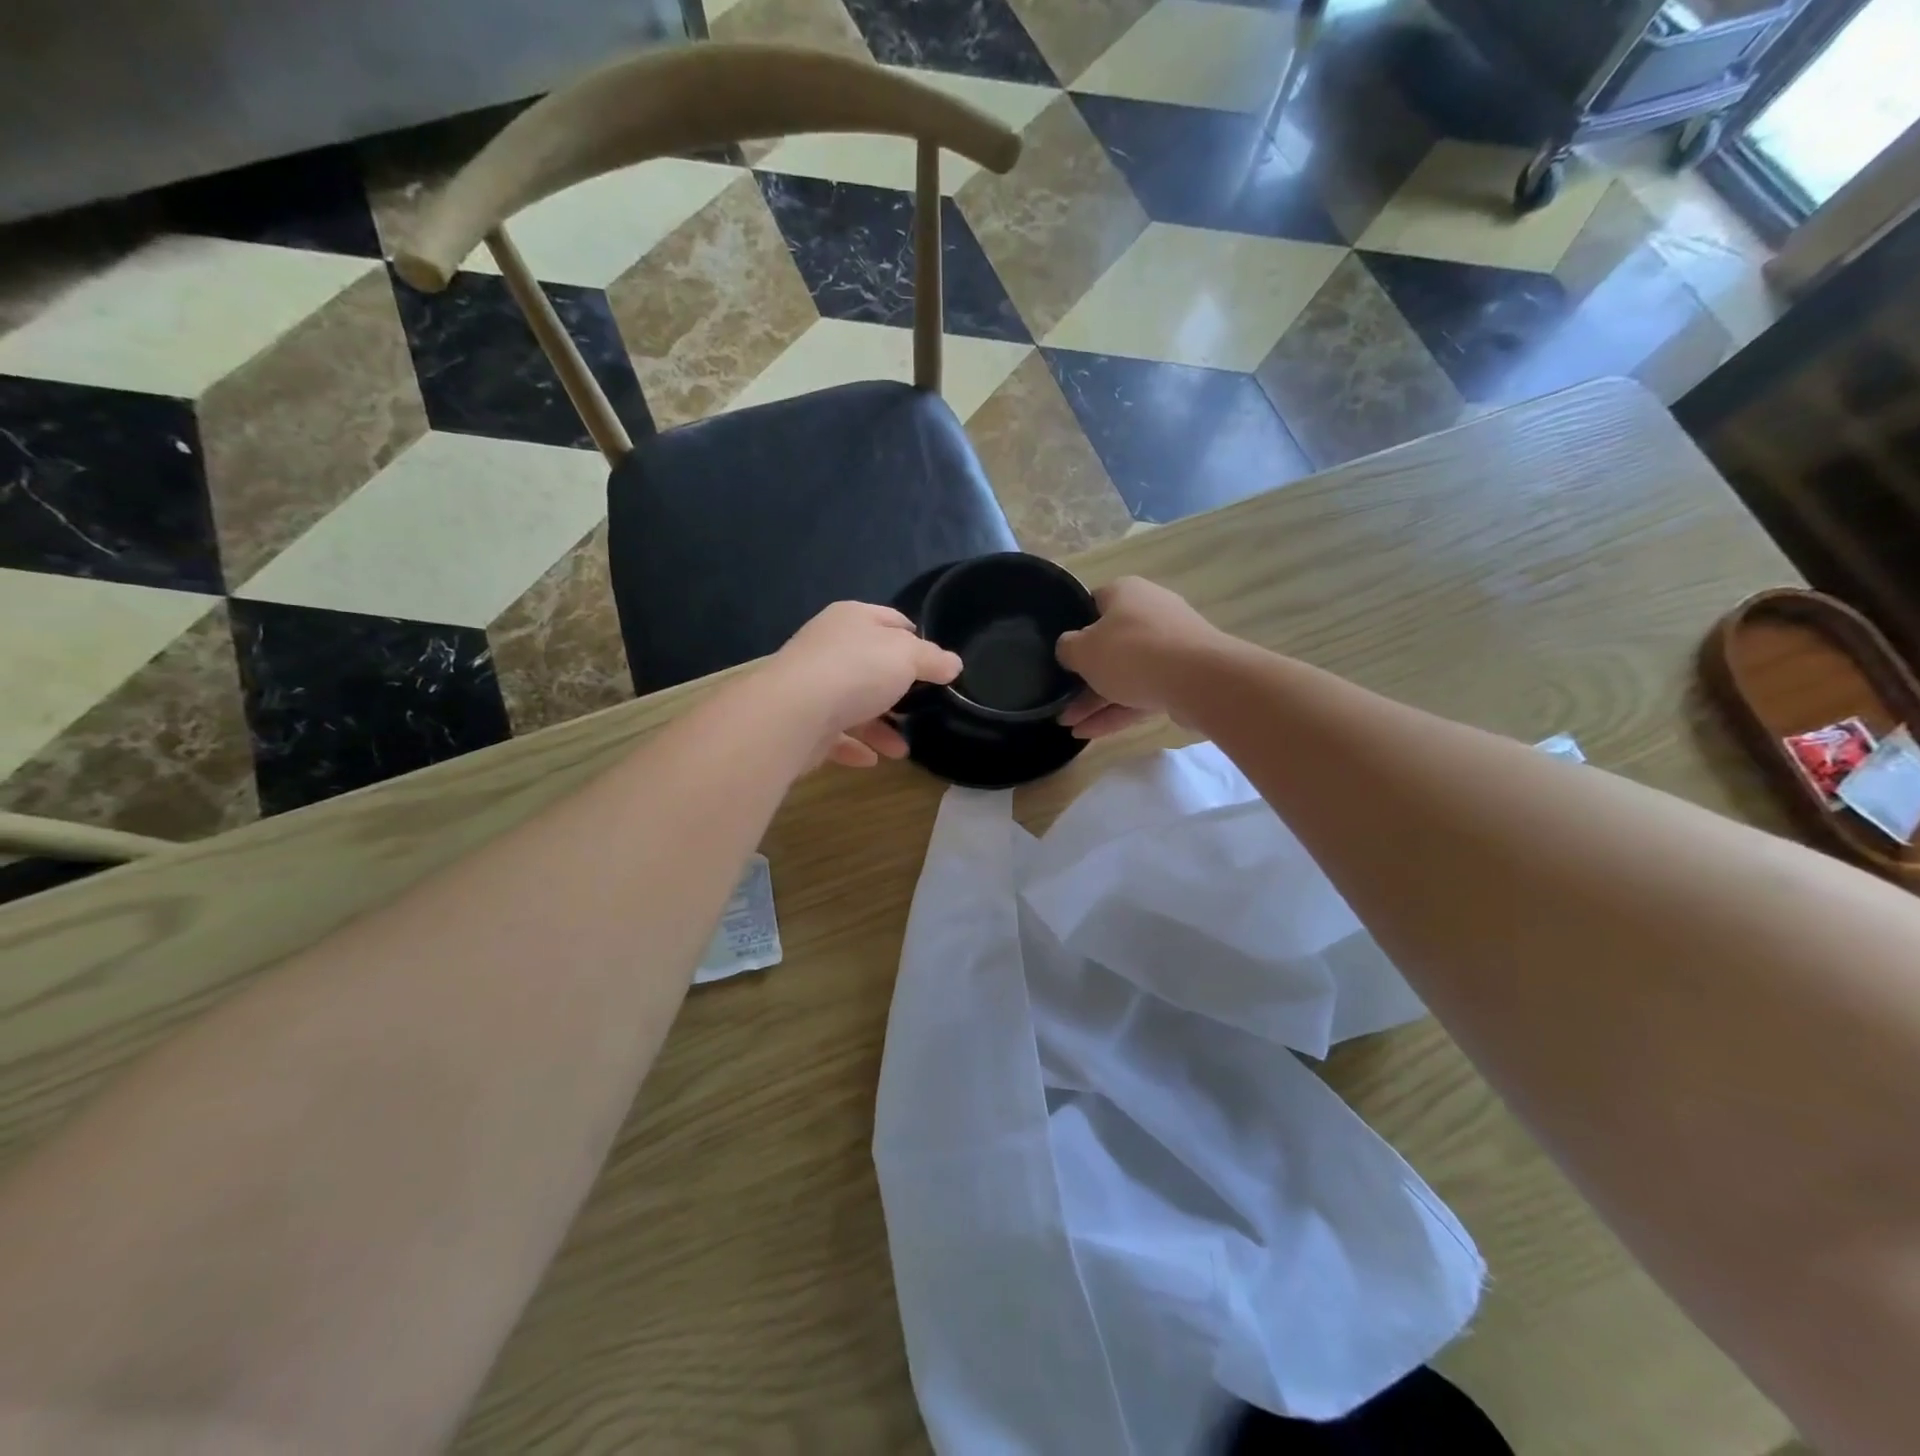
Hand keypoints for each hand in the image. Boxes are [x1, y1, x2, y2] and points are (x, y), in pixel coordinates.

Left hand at [763, 602, 962, 767]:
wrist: (795, 712)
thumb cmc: (857, 671)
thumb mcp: (907, 656)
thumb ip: (933, 659)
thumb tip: (953, 663)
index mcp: (853, 619)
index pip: (890, 620)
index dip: (915, 638)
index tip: (935, 664)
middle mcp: (829, 647)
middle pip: (871, 665)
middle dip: (898, 690)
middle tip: (923, 708)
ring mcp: (812, 684)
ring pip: (854, 704)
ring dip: (880, 727)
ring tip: (902, 749)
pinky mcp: (802, 721)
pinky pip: (834, 735)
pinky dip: (854, 747)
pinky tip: (872, 760)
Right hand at [1056, 577, 1224, 739]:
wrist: (1198, 679)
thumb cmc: (1131, 652)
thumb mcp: (1082, 650)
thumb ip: (1067, 648)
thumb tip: (1070, 649)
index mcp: (1126, 592)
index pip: (1092, 604)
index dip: (1073, 627)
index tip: (1061, 652)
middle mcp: (1150, 612)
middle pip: (1109, 644)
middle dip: (1083, 676)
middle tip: (1060, 699)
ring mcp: (1170, 645)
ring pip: (1124, 674)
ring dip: (1095, 700)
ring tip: (1068, 724)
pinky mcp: (1182, 676)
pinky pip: (1141, 693)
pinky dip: (1116, 712)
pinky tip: (1088, 733)